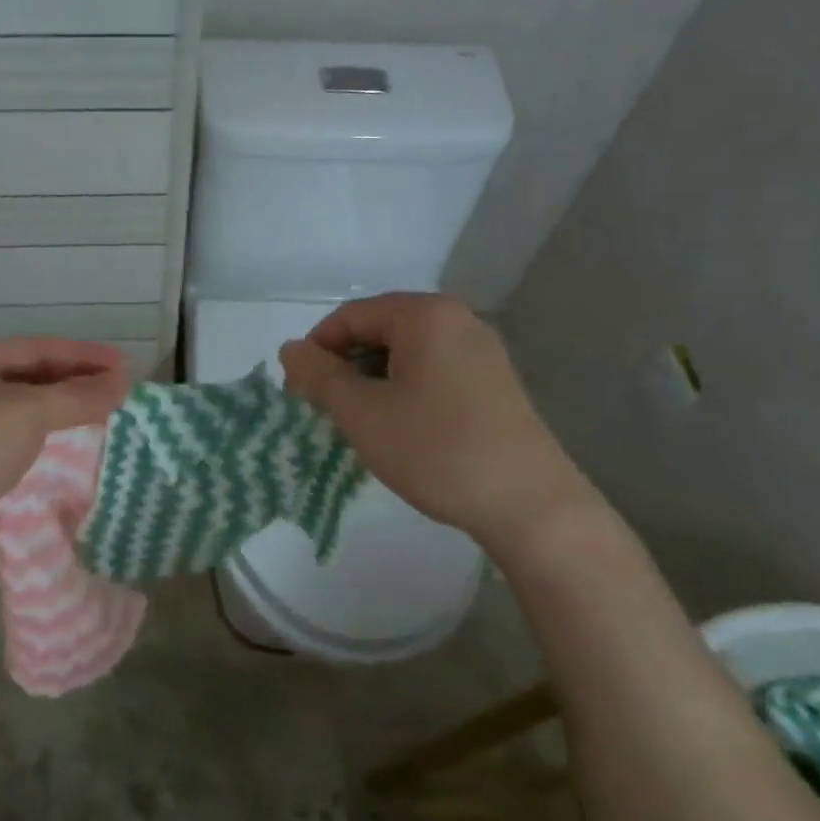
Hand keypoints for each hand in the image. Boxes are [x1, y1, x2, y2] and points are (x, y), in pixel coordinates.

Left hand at [0, 338, 132, 589]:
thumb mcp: (28, 411)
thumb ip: (78, 396)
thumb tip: (123, 381)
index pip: (39, 348)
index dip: (84, 355)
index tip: (126, 366)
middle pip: (35, 378)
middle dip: (78, 383)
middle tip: (122, 391)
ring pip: (31, 414)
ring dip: (69, 414)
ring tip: (110, 417)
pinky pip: (25, 446)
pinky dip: (54, 444)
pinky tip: (81, 450)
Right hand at [279, 293, 592, 551]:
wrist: (530, 505)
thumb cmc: (436, 449)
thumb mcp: (362, 413)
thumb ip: (320, 375)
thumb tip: (290, 349)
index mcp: (426, 315)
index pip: (350, 316)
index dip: (316, 350)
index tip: (298, 391)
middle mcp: (458, 320)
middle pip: (380, 331)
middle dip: (344, 367)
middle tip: (324, 410)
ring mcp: (482, 352)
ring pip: (405, 355)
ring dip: (372, 382)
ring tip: (359, 423)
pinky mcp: (494, 383)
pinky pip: (432, 372)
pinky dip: (403, 392)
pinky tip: (398, 429)